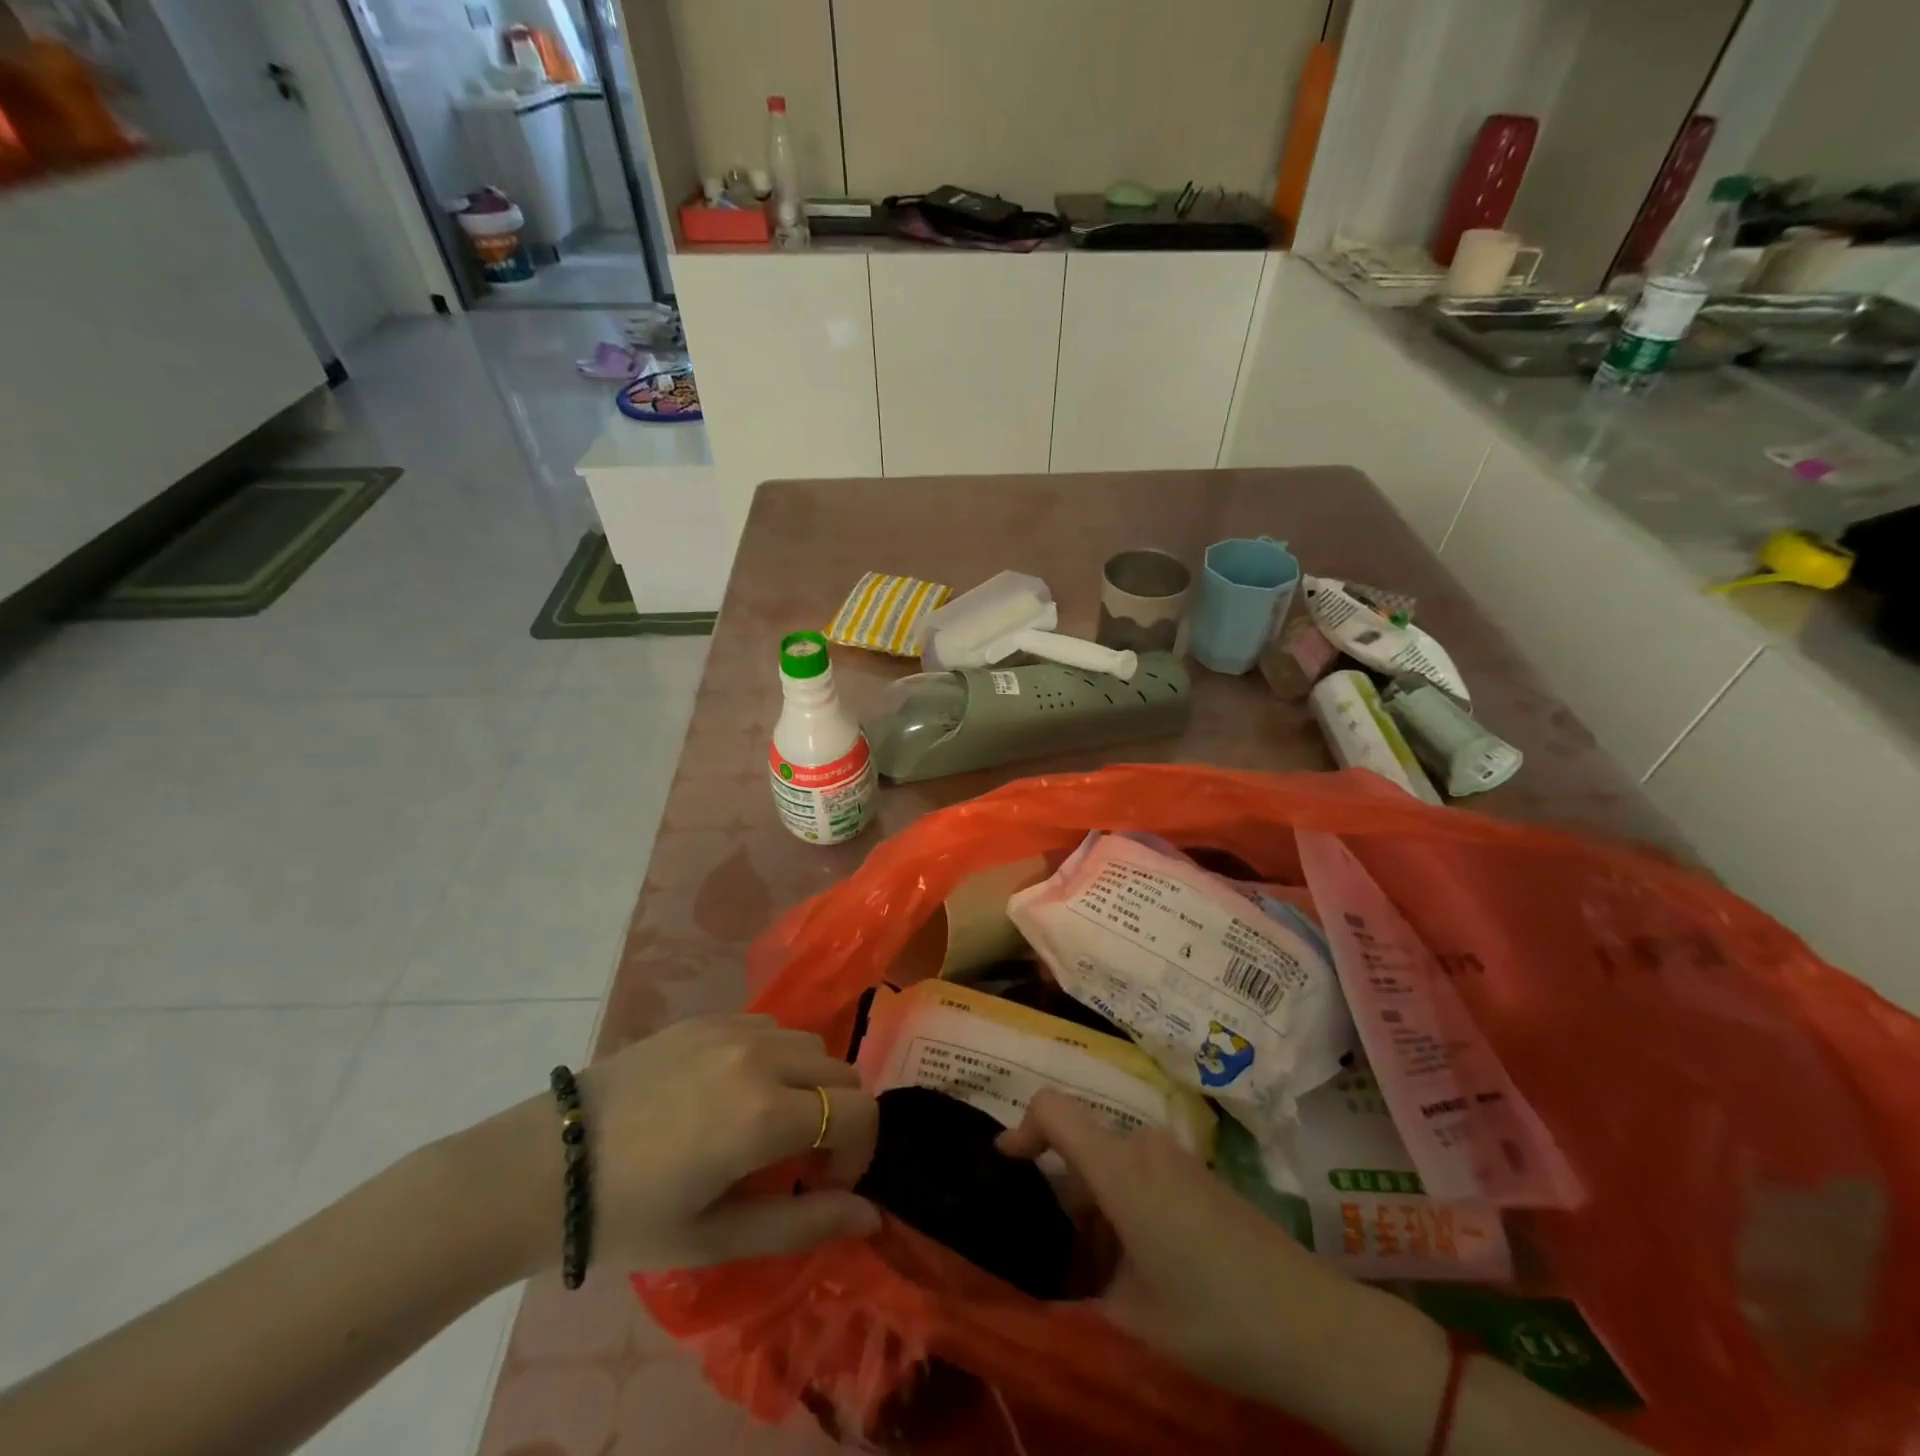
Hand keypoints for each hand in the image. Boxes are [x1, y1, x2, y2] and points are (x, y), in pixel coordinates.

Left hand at [476, 1015, 880, 1277]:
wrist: (546, 1165)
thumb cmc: (631, 1216)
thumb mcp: (718, 1237)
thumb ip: (804, 1224)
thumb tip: (871, 1216)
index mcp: (765, 1113)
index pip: (860, 1110)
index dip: (859, 1151)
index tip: (824, 1184)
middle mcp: (761, 1056)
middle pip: (842, 1072)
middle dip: (839, 1118)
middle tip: (799, 1161)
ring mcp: (734, 1028)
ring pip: (810, 1044)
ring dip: (810, 1083)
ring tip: (768, 1123)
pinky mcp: (708, 1017)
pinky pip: (771, 1027)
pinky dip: (777, 1058)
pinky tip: (736, 1091)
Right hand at [997, 1091, 1439, 1409]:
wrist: (1315, 1325)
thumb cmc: (1215, 1318)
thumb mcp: (1132, 1321)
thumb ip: (1076, 1296)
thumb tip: (1038, 1296)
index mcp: (1120, 1169)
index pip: (1053, 1109)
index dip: (1021, 1128)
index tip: (1006, 1165)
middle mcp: (1144, 1146)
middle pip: (1082, 1146)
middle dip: (1062, 1196)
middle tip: (1058, 1259)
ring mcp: (1176, 1157)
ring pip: (1112, 1164)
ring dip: (1096, 1209)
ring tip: (1103, 1278)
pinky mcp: (1199, 1174)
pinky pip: (1142, 1173)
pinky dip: (1126, 1207)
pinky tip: (1144, 1268)